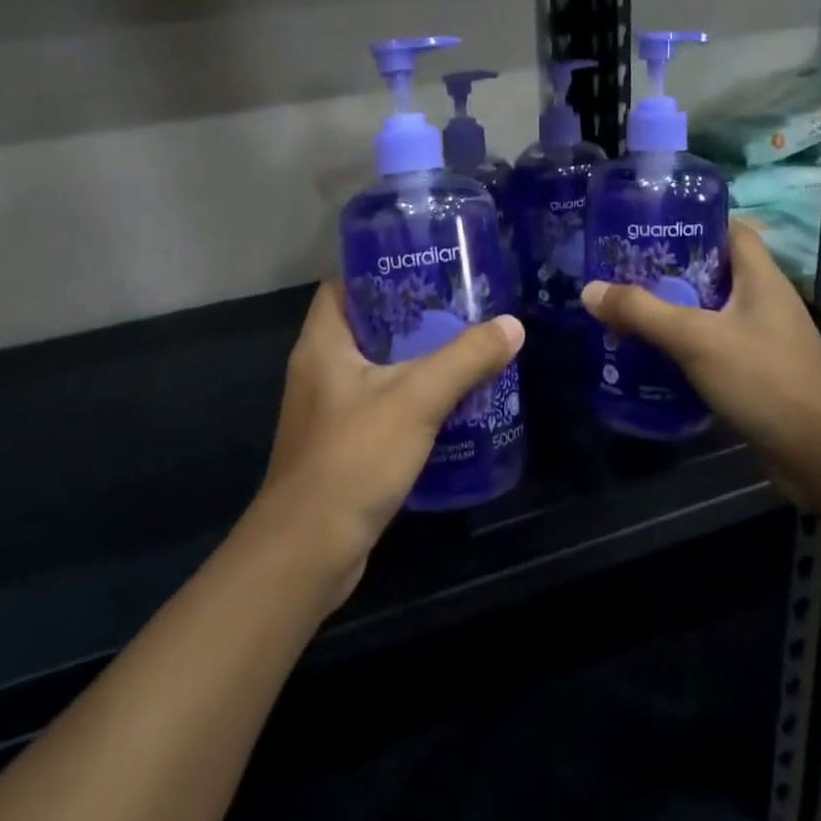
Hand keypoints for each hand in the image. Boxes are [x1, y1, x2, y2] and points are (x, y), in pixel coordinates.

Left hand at [253, 282, 524, 605]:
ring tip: (465, 350)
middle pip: (368, 328)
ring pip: (376, 370)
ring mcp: (328, 412)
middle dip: (413, 318)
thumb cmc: (354, 458)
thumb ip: (465, 359)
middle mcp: (319, 371)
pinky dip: (411, 401)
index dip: (381, 272)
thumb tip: (511, 325)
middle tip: (462, 310)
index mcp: (322, 344)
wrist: (308, 550)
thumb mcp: (416, 400)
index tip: (427, 269)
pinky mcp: (342, 447)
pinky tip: (450, 405)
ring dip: (416, 362)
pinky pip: (380, 407)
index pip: (344, 287)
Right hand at [580, 221, 820, 495]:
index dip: (694, 223)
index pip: (731, 230)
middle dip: (671, 271)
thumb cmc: (764, 378)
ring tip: (629, 313)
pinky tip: (653, 358)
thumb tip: (590, 290)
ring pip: (712, 313)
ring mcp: (764, 340)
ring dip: (675, 313)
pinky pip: (715, 348)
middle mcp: (765, 302)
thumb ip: (642, 312)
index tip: (651, 228)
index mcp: (761, 278)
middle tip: (625, 273)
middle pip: (714, 272)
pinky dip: (686, 348)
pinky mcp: (759, 374)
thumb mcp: (695, 338)